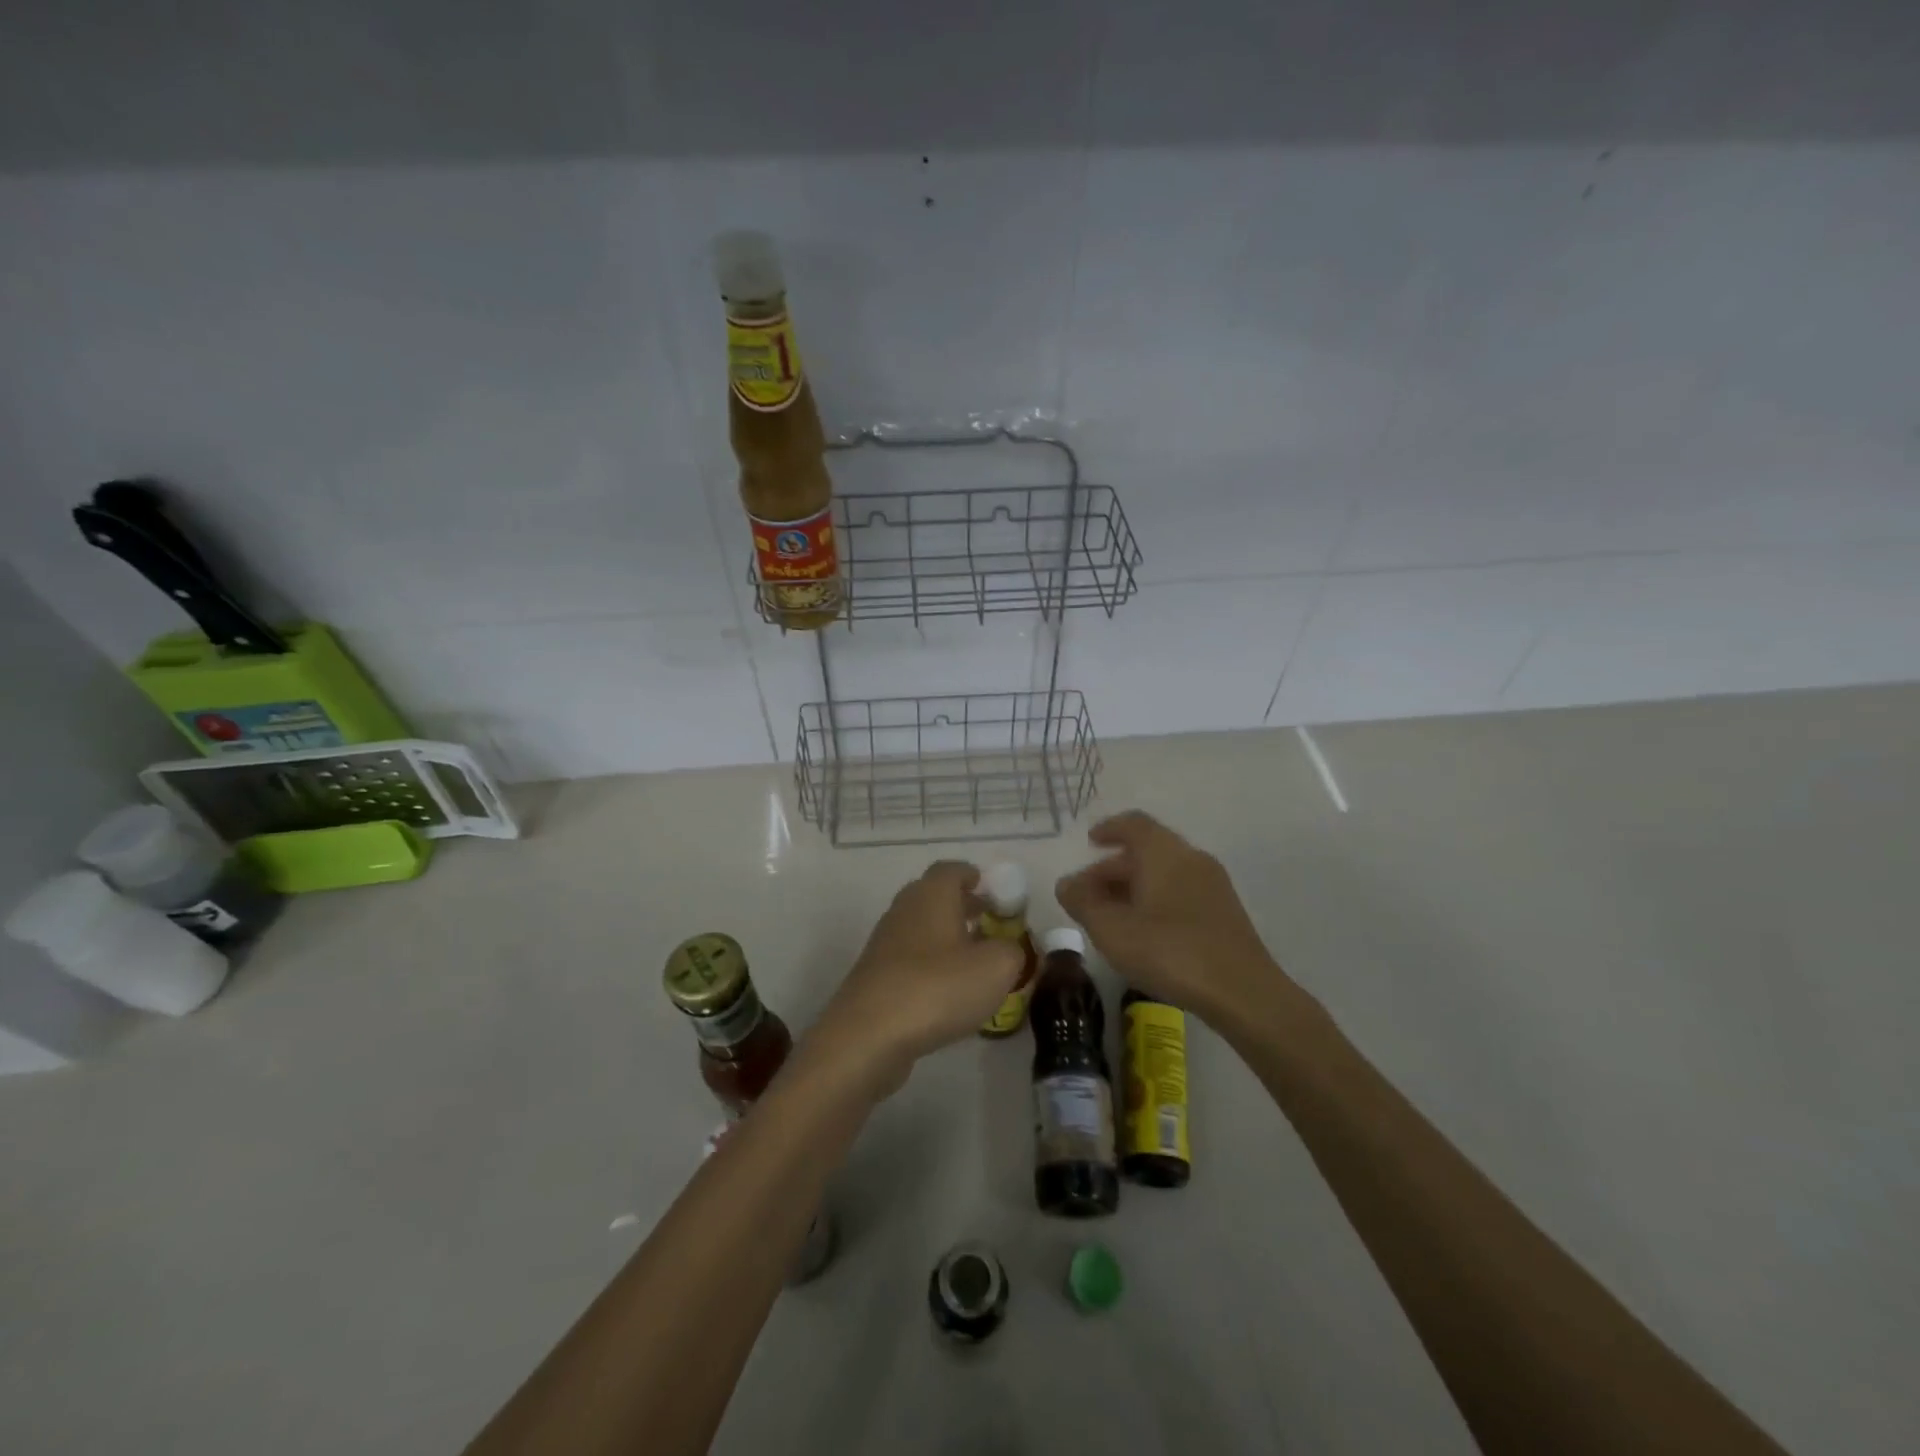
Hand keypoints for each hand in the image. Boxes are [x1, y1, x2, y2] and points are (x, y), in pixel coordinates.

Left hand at [811, 861, 1024, 1096]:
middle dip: (963, 906)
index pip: (952, 869)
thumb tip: (1011, 948)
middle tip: (990, 923)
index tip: (994, 891)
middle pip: (935, 896)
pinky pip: (910, 958)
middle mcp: (905, 909)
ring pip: (922, 928)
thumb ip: (1014, 951)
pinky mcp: (876, 975)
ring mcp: (885, 942)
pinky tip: (949, 992)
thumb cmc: (938, 987)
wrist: (869, 1035)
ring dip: (947, 937)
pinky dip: (931, 965)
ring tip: (975, 961)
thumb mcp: (997, 967)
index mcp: (932, 894)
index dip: (974, 876)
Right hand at [1054, 811, 1288, 1026]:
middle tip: (1088, 893)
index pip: (1133, 824)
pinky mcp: (1224, 912)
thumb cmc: (1169, 951)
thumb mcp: (1111, 929)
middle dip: (1114, 867)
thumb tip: (1067, 884)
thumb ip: (1083, 902)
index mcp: (1163, 852)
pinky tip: (1144, 932)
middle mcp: (1191, 858)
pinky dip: (1156, 900)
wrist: (1243, 992)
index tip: (1090, 842)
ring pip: (1165, 873)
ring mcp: (1213, 885)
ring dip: (1135, 886)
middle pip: (1147, 850)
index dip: (1109, 829)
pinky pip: (1181, 892)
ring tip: (1111, 916)